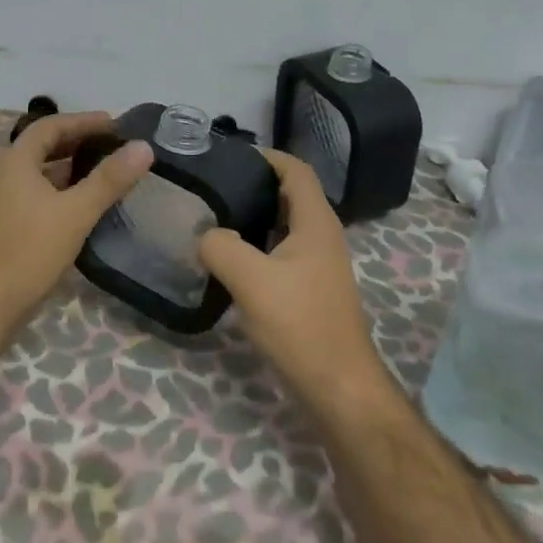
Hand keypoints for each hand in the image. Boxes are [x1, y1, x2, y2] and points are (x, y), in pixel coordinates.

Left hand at [0, 110, 153, 344]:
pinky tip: (83, 205)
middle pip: (43, 146)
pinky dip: (61, 190)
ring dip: (70, 168)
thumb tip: (143, 146)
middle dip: (78, 142)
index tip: (115, 123)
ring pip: (40, 173)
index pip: (50, 125)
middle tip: (113, 145)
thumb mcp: (76, 212)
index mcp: (15, 160)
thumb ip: (109, 179)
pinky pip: (37, 194)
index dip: (83, 121)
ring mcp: (1, 200)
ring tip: (105, 172)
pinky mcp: (5, 224)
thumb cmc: (28, 251)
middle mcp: (4, 173)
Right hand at [199, 149, 382, 397]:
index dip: (268, 156)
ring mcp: (318, 265)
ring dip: (254, 217)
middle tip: (214, 186)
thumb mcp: (251, 280)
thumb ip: (221, 246)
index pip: (296, 170)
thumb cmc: (300, 324)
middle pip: (290, 195)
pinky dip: (257, 246)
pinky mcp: (310, 290)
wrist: (337, 387)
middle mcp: (322, 236)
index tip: (229, 156)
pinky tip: (230, 259)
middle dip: (255, 185)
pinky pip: (281, 253)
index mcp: (316, 222)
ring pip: (284, 226)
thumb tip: (206, 235)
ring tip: (214, 217)